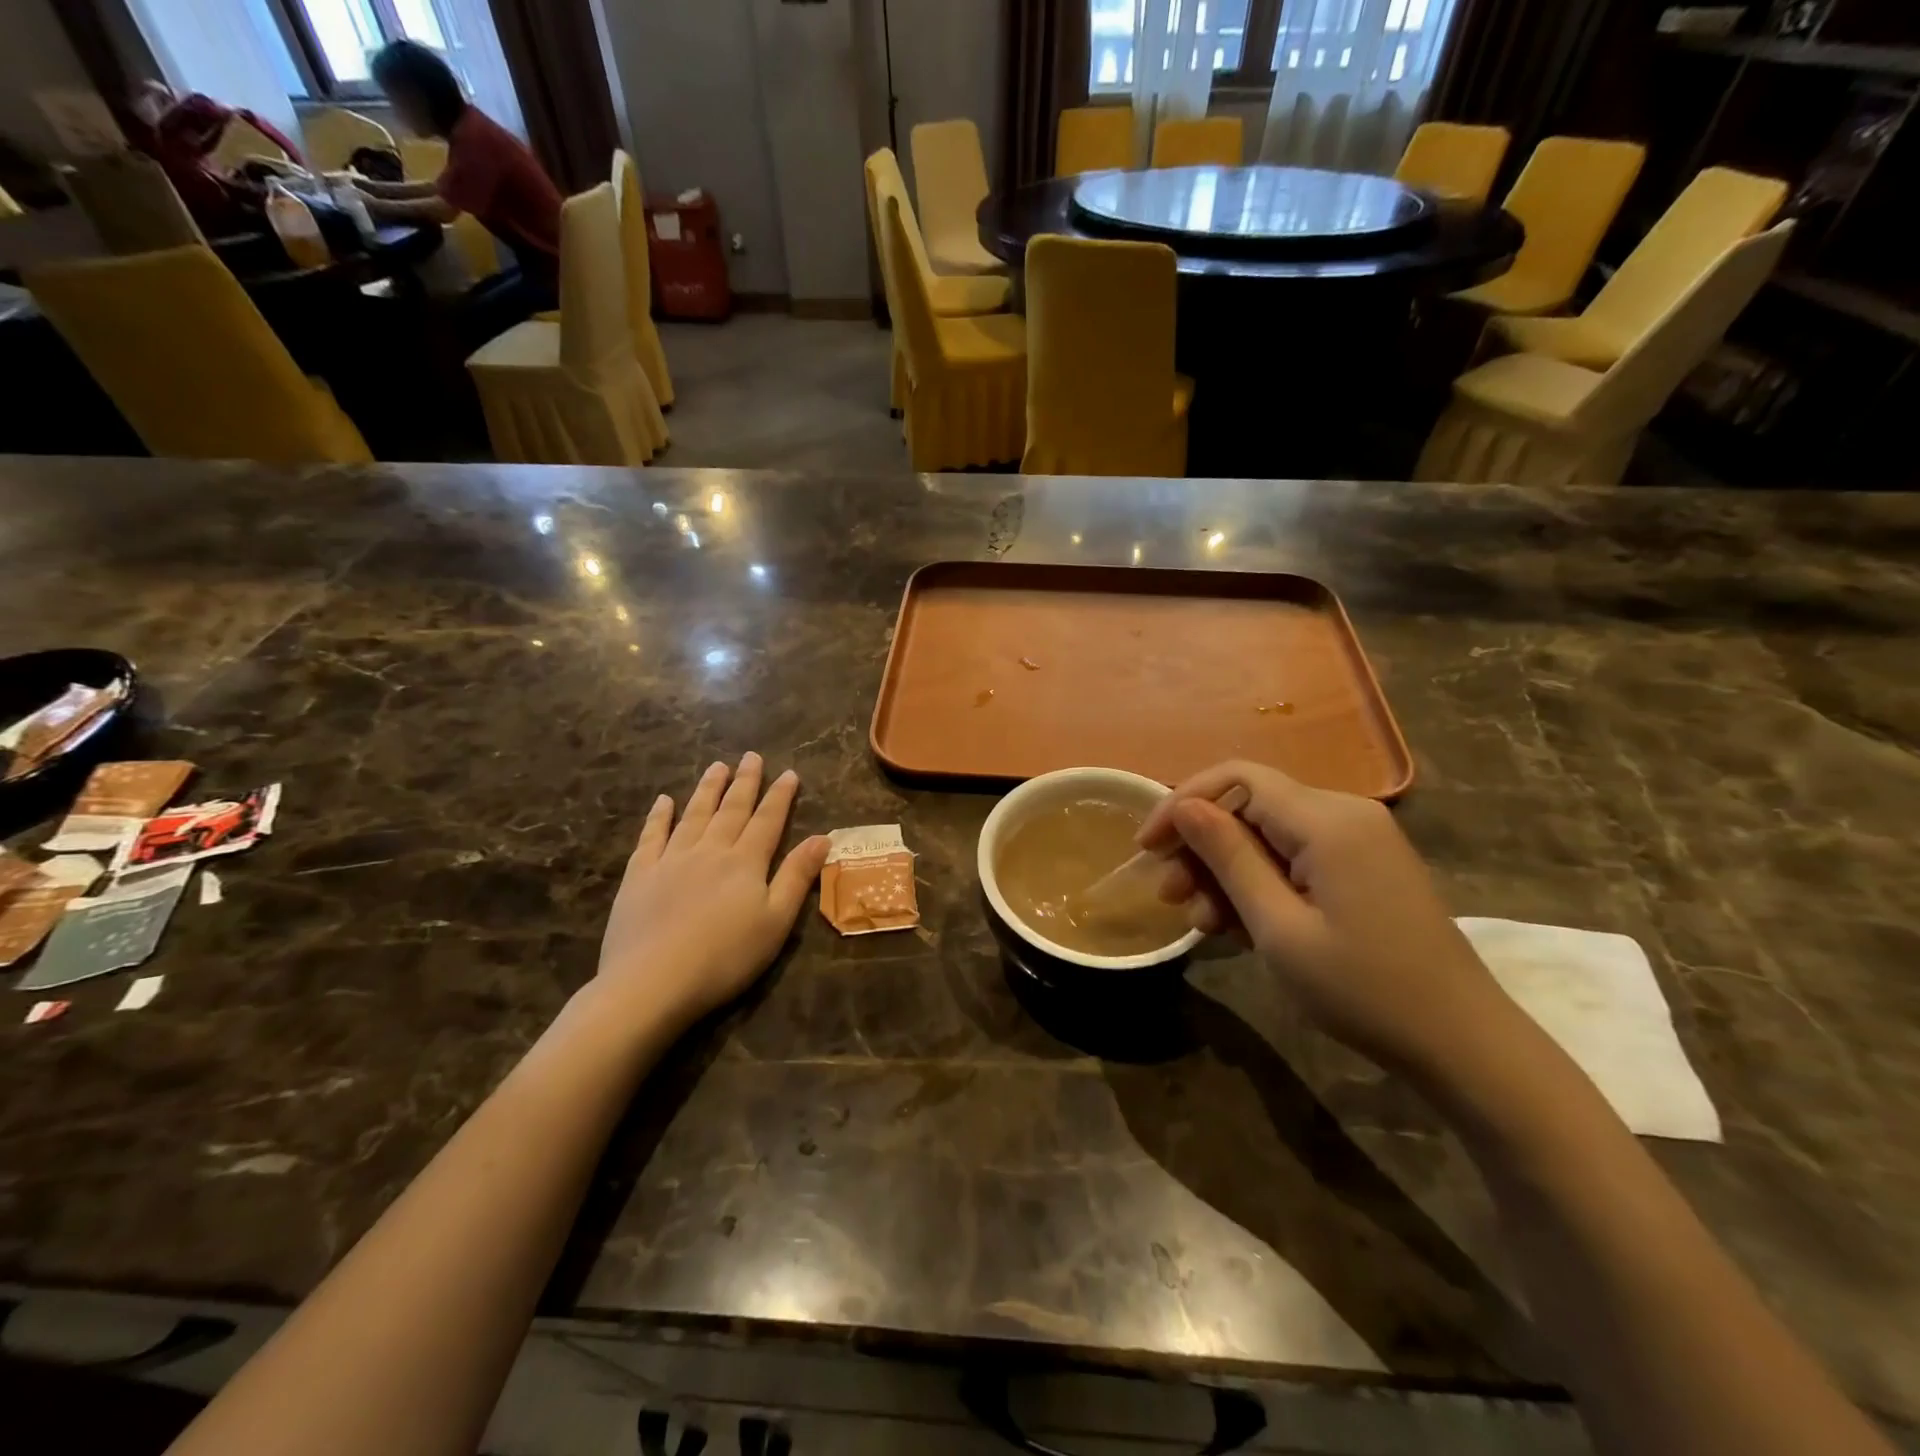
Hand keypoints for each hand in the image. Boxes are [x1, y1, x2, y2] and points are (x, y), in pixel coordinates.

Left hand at [596, 754, 828, 1031]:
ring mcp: (671, 859)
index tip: (789, 772)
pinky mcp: (640, 875)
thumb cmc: (725, 957)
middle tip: (751, 756)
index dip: (780, 796)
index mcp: (745, 862)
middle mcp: (710, 850)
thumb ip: (797, 876)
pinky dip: (659, 815)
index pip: (768, 820)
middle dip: (744, 781)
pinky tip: (664, 801)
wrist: (652, 982)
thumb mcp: (775, 921)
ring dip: (707, 788)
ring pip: (694, 814)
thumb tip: (822, 837)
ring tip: (717, 766)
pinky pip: (652, 835)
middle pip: (732, 809)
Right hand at [1139, 761, 1519, 1078]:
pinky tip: (1237, 925)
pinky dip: (1259, 884)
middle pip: (1249, 806)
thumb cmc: (1363, 989)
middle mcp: (1344, 813)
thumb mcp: (1279, 927)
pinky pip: (1293, 857)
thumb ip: (1228, 858)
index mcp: (1327, 820)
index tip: (1146, 847)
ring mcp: (1357, 840)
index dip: (1182, 803)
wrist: (1461, 1044)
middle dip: (1201, 847)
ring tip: (1200, 922)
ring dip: (1225, 872)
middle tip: (1169, 897)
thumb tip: (1184, 806)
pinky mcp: (1361, 866)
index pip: (1236, 778)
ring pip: (1267, 835)